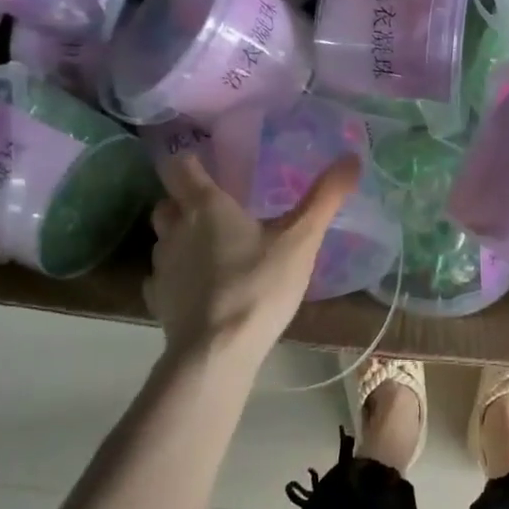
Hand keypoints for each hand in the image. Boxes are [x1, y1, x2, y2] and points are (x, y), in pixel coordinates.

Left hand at [144, 152, 359, 361]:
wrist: (217, 351)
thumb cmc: (259, 285)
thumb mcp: (301, 239)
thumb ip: (325, 198)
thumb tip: (351, 157)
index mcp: (205, 206)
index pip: (180, 166)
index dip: (190, 161)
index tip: (207, 164)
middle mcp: (175, 229)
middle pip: (168, 202)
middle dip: (185, 201)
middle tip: (217, 210)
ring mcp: (161, 267)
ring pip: (164, 240)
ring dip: (182, 238)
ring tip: (213, 250)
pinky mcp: (157, 301)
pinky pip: (163, 278)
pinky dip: (178, 276)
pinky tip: (201, 289)